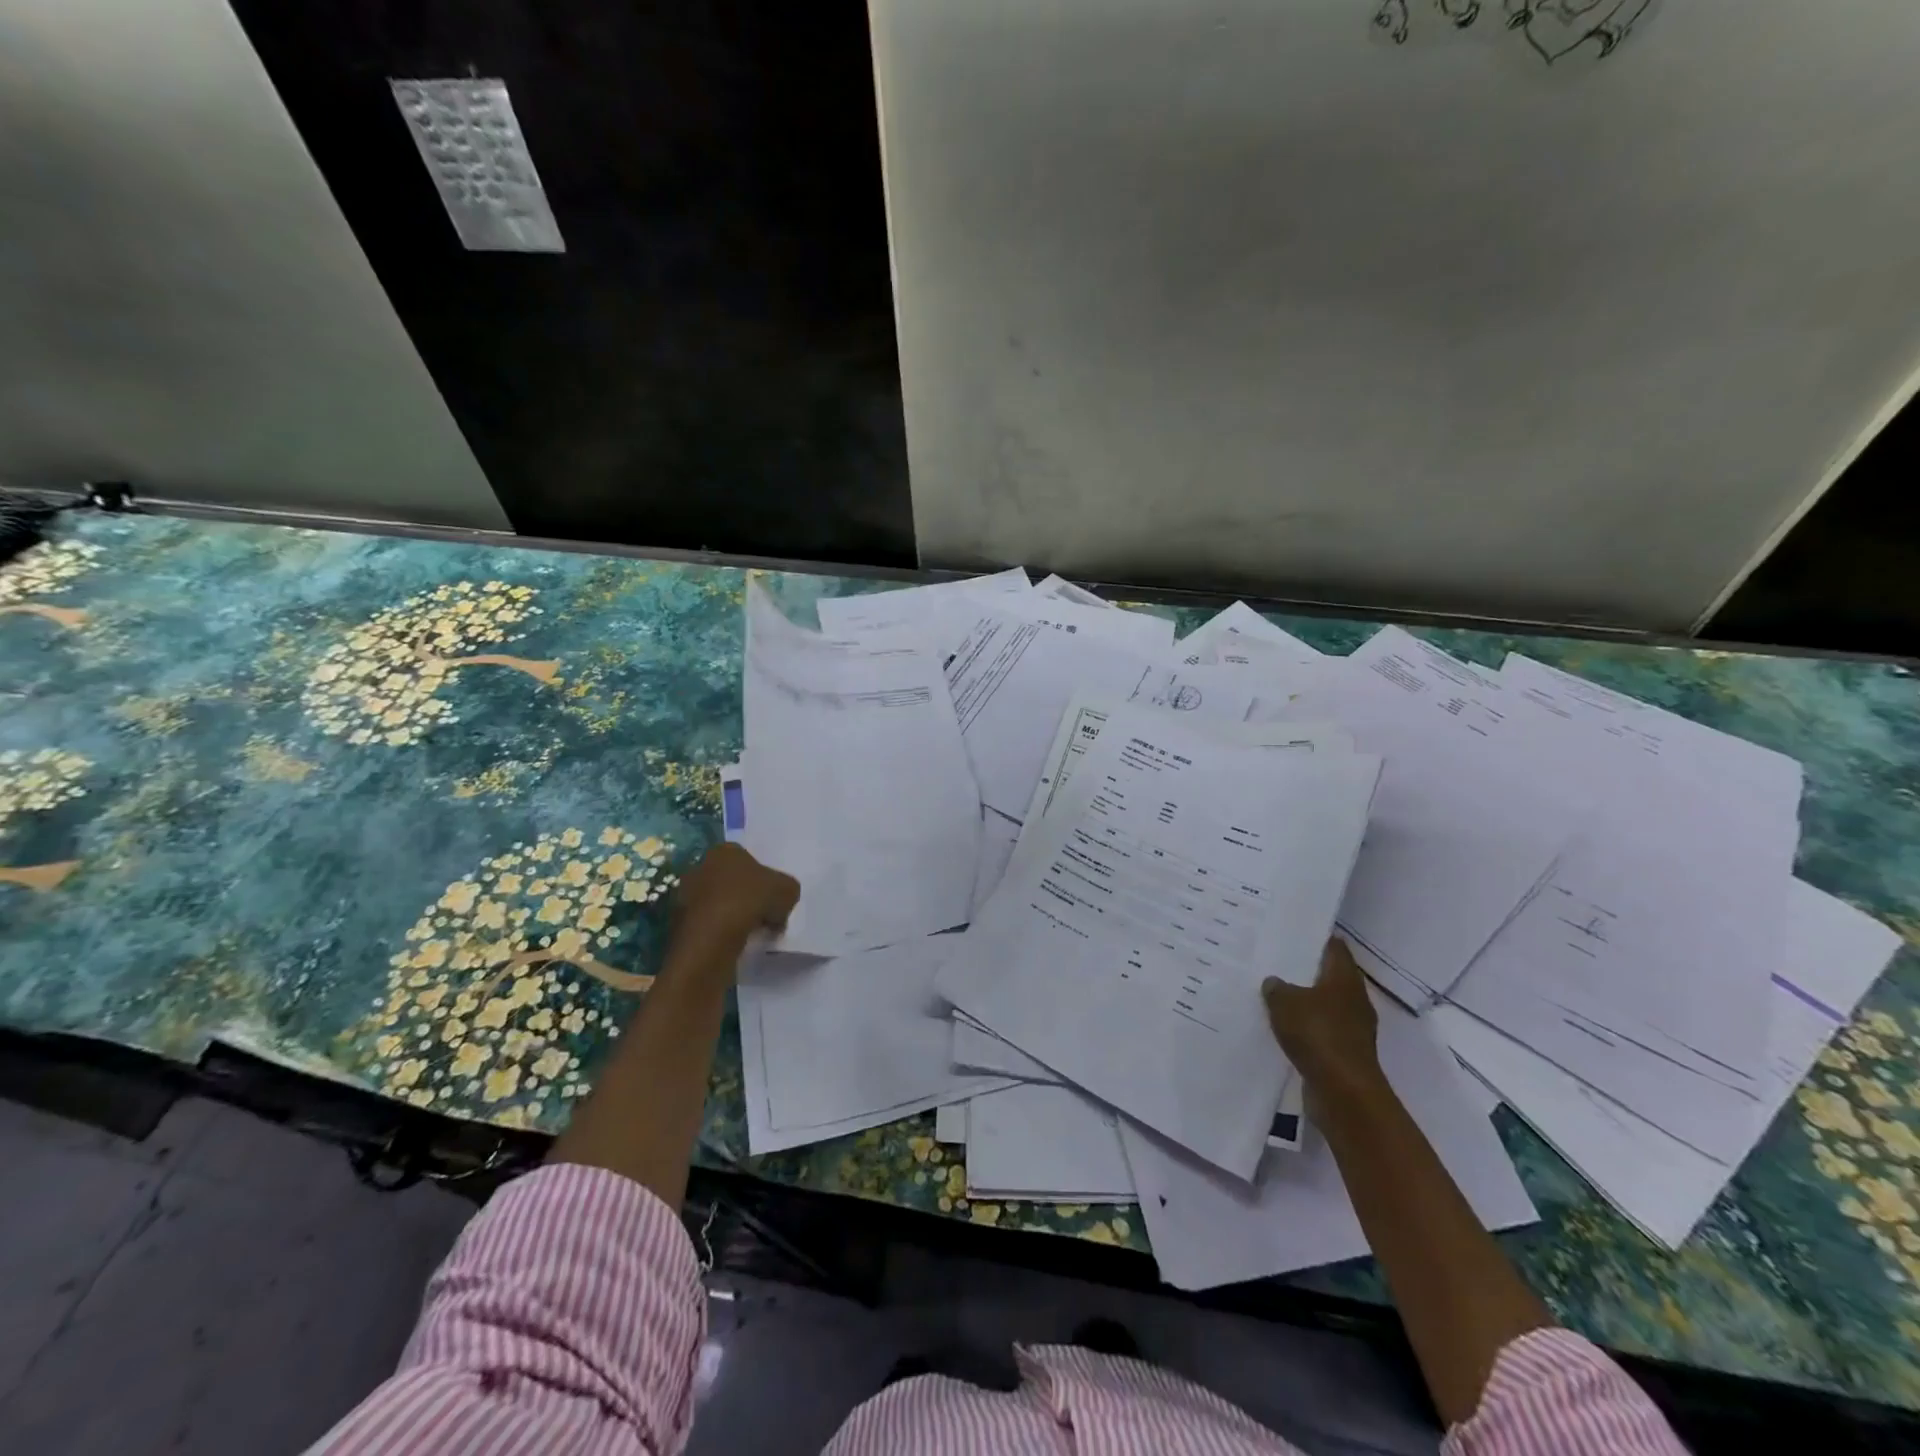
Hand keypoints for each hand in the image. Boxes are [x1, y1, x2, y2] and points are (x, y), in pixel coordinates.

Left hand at [672, 842, 799, 947]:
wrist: (712, 938)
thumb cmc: (750, 901)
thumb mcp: (788, 890)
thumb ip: (787, 889)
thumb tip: (782, 899)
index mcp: (725, 850)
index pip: (748, 858)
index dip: (764, 877)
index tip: (773, 896)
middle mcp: (700, 866)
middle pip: (731, 880)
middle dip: (746, 895)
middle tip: (765, 914)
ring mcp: (685, 894)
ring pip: (718, 903)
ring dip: (732, 914)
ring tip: (751, 932)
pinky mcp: (678, 921)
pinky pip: (707, 923)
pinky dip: (719, 931)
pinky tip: (734, 943)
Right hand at [1262, 938, 1382, 1098]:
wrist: (1343, 1091)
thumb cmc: (1318, 1034)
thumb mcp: (1285, 1002)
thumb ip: (1276, 988)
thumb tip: (1274, 982)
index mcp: (1345, 979)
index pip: (1334, 947)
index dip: (1316, 938)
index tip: (1294, 931)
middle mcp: (1354, 999)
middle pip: (1330, 976)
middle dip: (1306, 970)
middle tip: (1276, 961)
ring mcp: (1353, 1028)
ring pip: (1325, 1005)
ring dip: (1305, 1001)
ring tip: (1274, 994)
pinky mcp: (1345, 1052)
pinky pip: (1321, 1031)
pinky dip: (1306, 1028)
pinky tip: (1283, 1027)